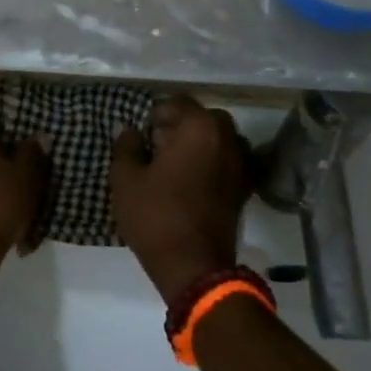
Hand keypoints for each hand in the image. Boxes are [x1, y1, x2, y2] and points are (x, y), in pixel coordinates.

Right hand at [111, 95, 254, 303]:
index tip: (141, 136)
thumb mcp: (126, 180)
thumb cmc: (156, 217)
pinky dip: (210, 162)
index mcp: (199, 127)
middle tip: (156, 149)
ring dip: (197, 144)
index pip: (177, 102)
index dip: (155, 114)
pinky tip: (191, 182)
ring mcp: (240, 163)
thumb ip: (126, 146)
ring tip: (174, 166)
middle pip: (201, 118)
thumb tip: (127, 129)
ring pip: (217, 138)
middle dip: (179, 127)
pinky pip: (226, 160)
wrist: (195, 268)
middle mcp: (227, 138)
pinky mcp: (244, 186)